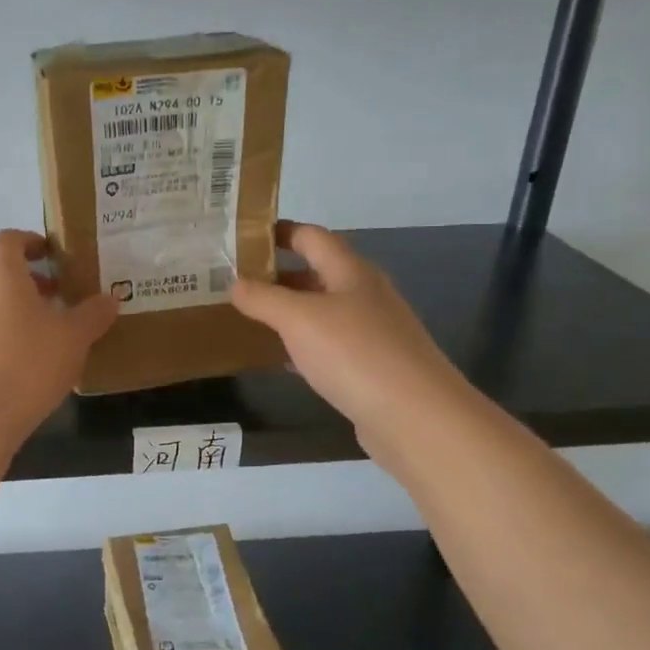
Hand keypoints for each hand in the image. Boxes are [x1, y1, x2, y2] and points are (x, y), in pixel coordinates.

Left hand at [0, 230, 118, 445]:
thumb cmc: (27, 363)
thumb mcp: (73, 338)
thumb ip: (93, 314)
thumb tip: (109, 298)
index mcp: (0, 275)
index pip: (8, 240)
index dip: (30, 241)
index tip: (53, 254)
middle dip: (29, 281)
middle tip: (60, 298)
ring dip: (15, 312)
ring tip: (46, 338)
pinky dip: (0, 339)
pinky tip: (22, 369)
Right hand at [231, 222, 460, 462]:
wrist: (416, 417)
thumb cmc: (355, 354)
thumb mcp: (298, 319)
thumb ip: (263, 298)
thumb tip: (235, 283)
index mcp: (350, 272)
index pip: (311, 237)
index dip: (278, 232)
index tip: (241, 239)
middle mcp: (364, 295)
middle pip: (316, 273)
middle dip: (276, 275)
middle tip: (233, 283)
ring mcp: (371, 332)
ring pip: (321, 311)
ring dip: (287, 312)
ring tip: (247, 317)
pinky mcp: (371, 367)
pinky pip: (328, 346)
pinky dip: (301, 346)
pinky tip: (279, 359)